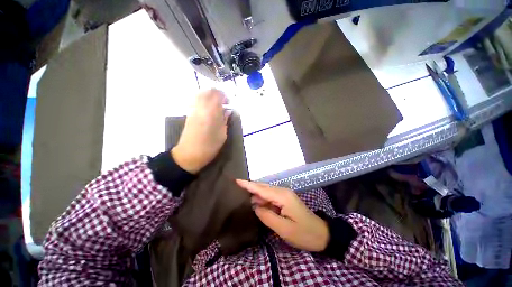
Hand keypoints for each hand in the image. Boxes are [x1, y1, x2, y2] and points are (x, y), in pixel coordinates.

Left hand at [171, 89, 228, 173]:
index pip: (218, 95)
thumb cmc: (209, 147)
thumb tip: (227, 111)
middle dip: (217, 94)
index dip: (225, 96)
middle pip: (208, 91)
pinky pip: (197, 100)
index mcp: (211, 113)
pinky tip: (209, 108)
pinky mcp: (189, 113)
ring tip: (217, 104)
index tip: (229, 103)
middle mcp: (201, 108)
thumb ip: (225, 121)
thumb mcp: (222, 135)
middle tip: (223, 102)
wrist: (188, 154)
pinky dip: (204, 100)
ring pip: (201, 94)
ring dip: (210, 96)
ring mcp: (193, 110)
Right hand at [236, 180, 328, 251]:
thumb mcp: (284, 229)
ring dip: (255, 195)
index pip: (261, 189)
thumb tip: (255, 206)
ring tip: (242, 196)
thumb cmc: (304, 233)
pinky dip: (262, 199)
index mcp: (282, 196)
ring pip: (266, 192)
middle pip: (263, 187)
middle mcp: (283, 191)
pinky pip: (270, 197)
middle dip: (250, 188)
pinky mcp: (285, 200)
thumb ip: (267, 216)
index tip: (236, 181)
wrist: (322, 234)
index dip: (248, 185)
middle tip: (236, 188)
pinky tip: (255, 203)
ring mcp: (285, 195)